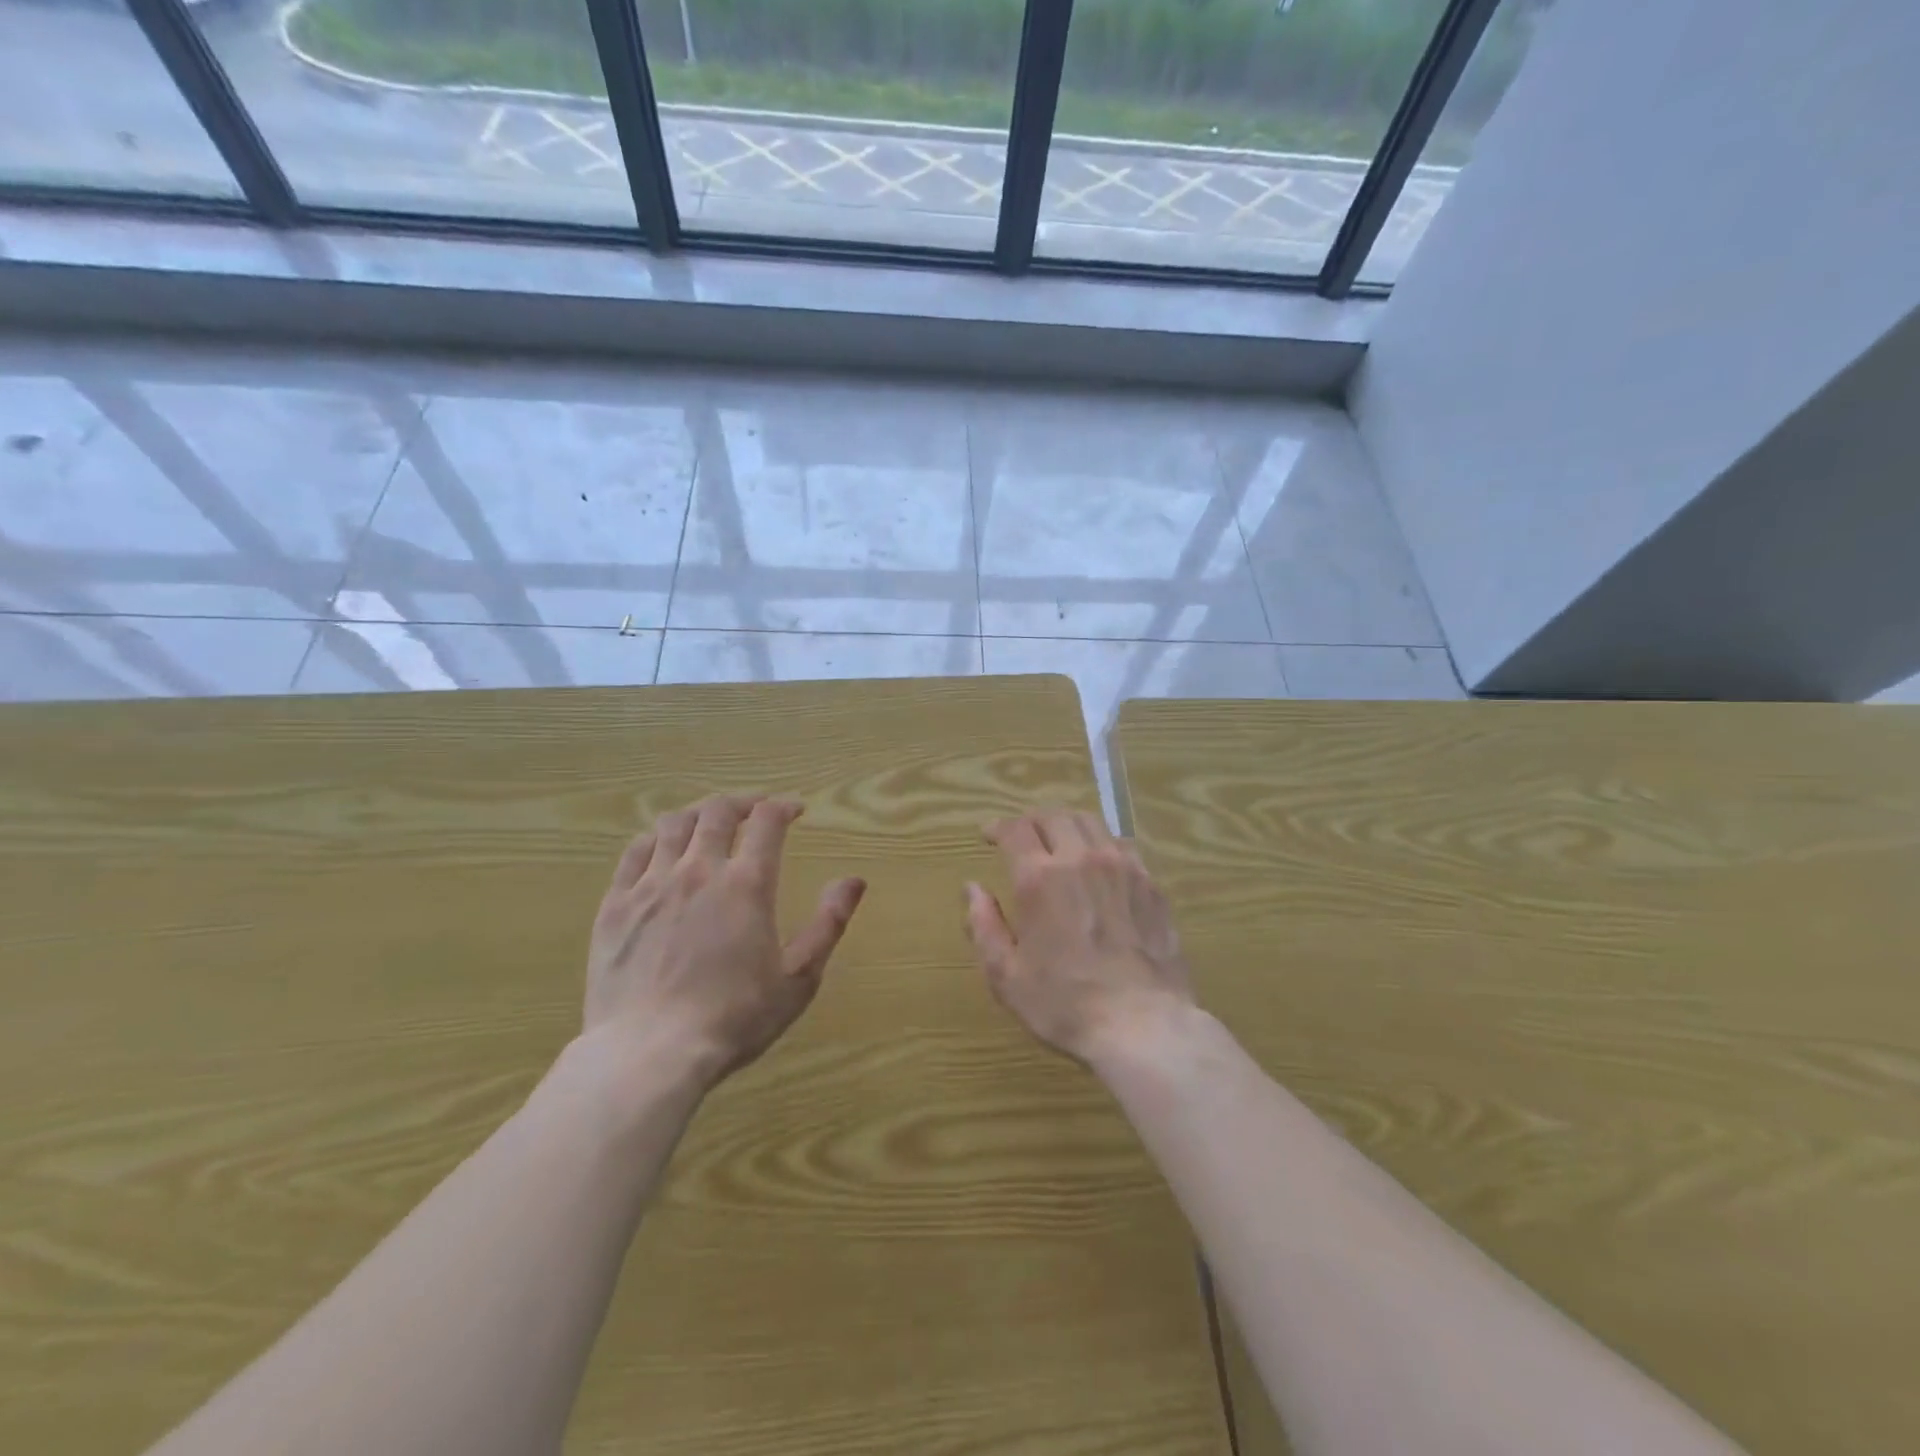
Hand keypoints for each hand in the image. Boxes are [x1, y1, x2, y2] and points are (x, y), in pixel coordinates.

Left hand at [584, 794, 865, 1091]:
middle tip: (755, 810)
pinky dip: (654, 839)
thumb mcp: (799, 978)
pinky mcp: (615, 905)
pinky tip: (661, 848)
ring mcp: (651, 885)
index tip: (795, 810)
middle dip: (742, 802)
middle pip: (717, 811)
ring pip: (673, 824)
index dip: (783, 806)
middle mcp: (699, 870)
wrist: (649, 1054)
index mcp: (747, 884)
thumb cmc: (734, 1019)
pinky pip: (633, 852)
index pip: (767, 821)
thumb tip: (854, 881)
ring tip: (709, 822)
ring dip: (698, 814)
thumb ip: (829, 924)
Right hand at [964, 808, 1195, 1067]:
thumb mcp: (1006, 976)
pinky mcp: (1150, 883)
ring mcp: (1122, 867)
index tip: (989, 835)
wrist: (1144, 1025)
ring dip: (1067, 824)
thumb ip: (984, 927)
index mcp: (1040, 878)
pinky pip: (1122, 846)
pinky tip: (1099, 864)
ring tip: (1060, 841)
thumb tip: (973, 889)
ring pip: (1091, 823)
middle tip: (1022, 835)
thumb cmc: (1065, 1005)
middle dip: (1032, 820)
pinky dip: (1101, 844)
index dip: (998, 827)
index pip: (1015, 830)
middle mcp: (1081, 859)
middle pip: (1054, 816)